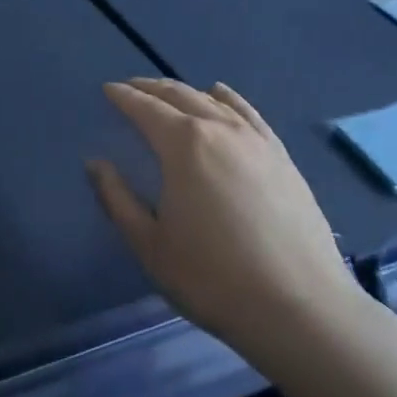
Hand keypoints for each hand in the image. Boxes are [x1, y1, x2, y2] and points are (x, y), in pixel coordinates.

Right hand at [88, 78, 363, 356]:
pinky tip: (222, 96)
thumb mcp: (150, 244)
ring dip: (186, 91)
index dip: (124, 97)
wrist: (300, 308)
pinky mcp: (282, 158)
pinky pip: (249, 114)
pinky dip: (229, 99)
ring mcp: (256, 141)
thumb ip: (117, 199)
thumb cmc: (212, 278)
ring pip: (215, 101)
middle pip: (180, 96)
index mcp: (183, 145)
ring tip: (169, 93)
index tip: (108, 90)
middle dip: (151, 89)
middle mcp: (220, 130)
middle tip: (132, 88)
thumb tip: (96, 164)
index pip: (146, 109)